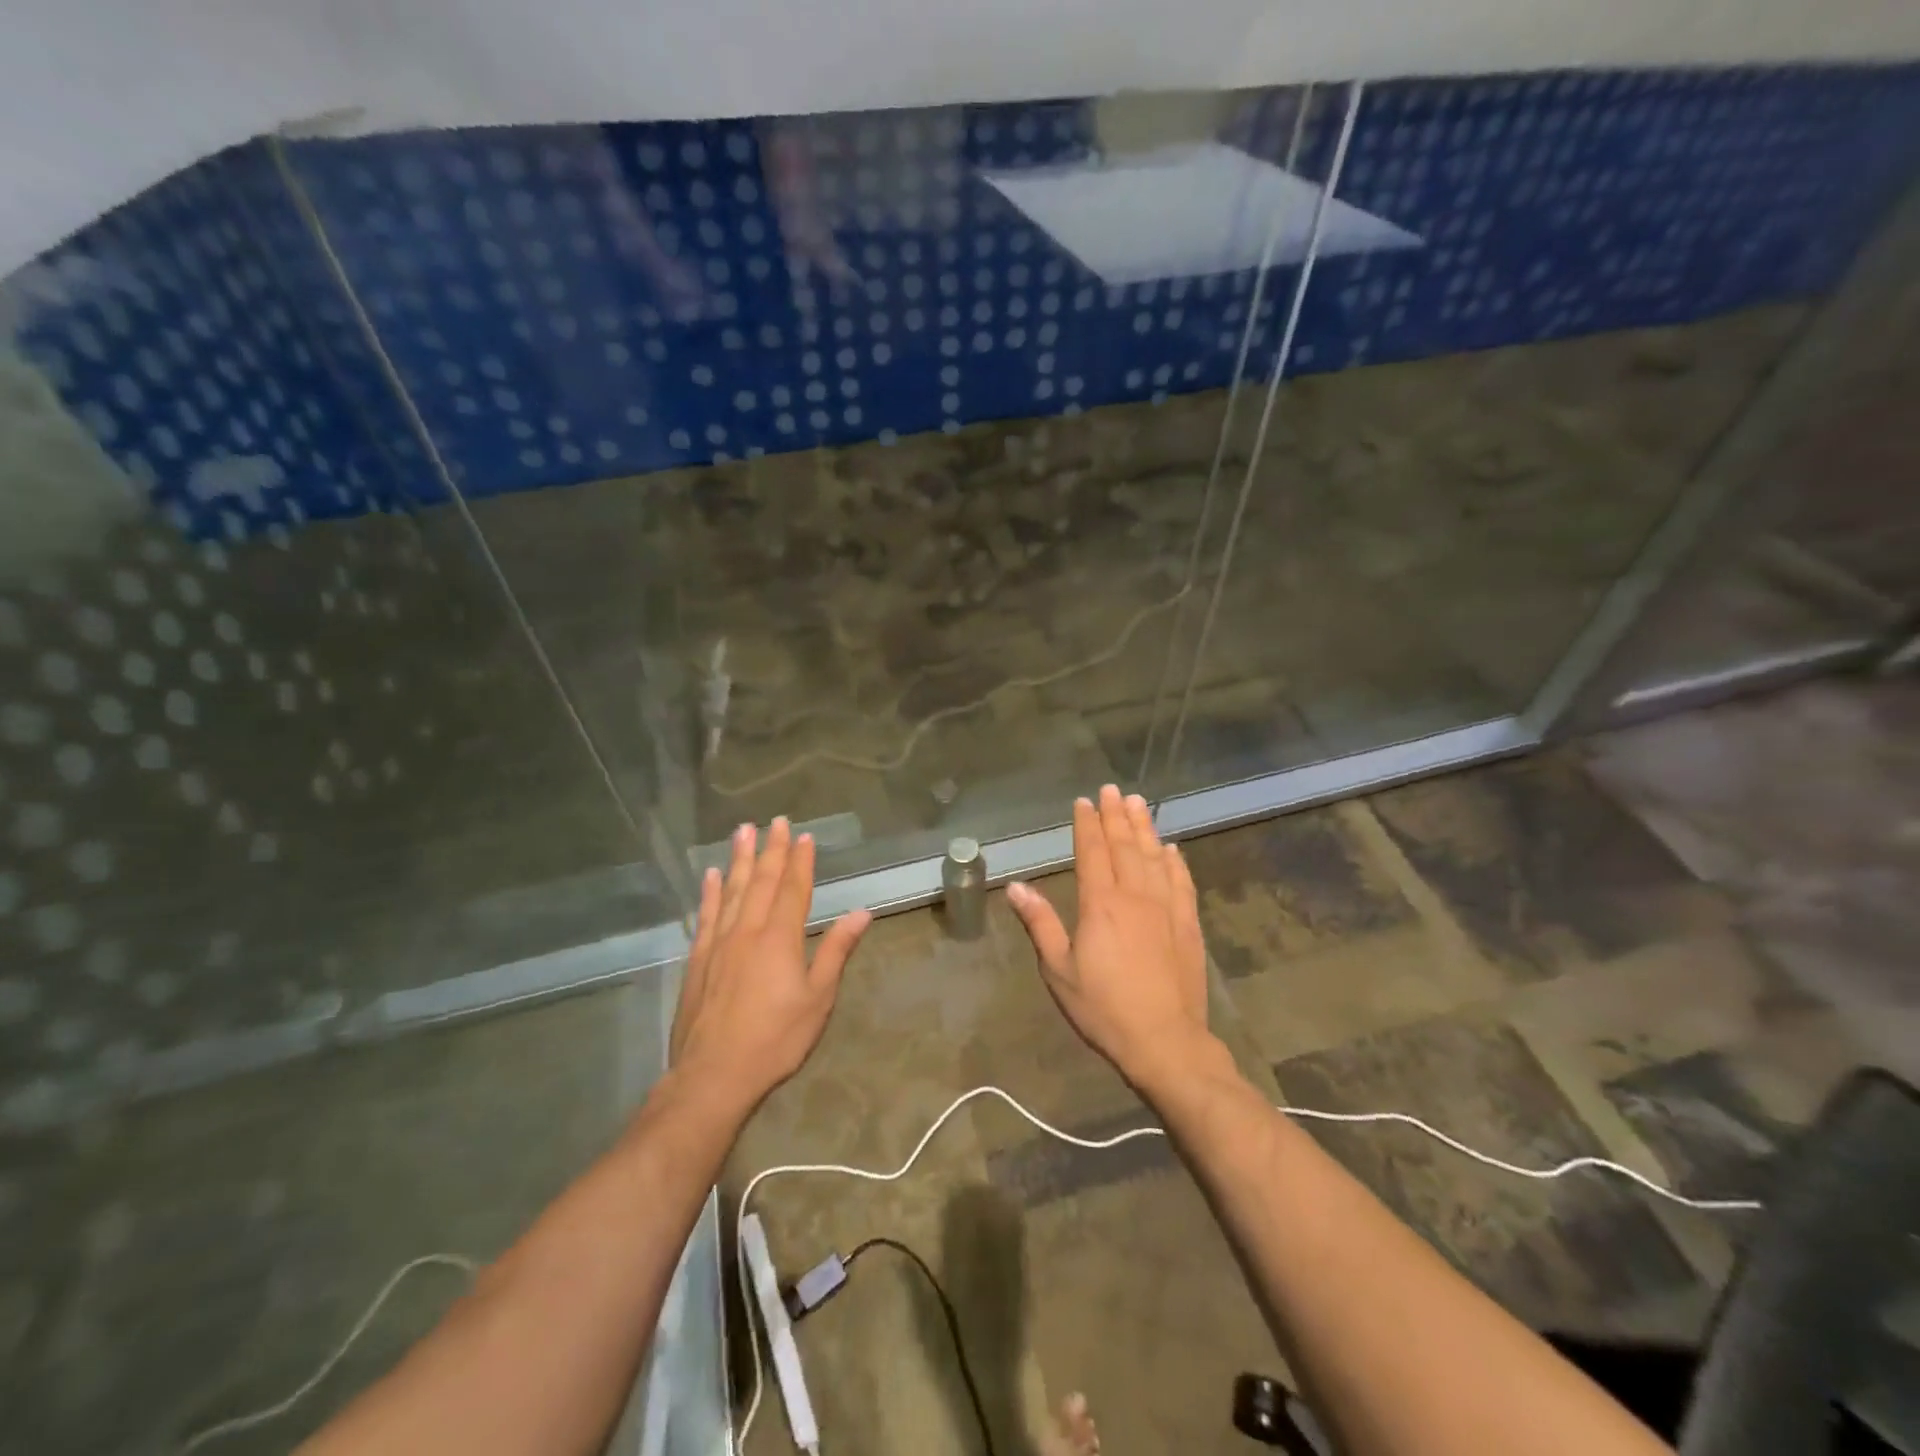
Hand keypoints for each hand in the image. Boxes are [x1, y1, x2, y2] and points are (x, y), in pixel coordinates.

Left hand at [670, 818, 870, 1109]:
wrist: (713, 1076)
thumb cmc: (775, 1039)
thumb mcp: (818, 999)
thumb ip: (837, 951)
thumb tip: (862, 912)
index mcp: (780, 938)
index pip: (794, 888)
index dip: (800, 860)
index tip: (804, 835)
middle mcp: (748, 930)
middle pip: (763, 881)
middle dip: (772, 849)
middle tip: (776, 820)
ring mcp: (719, 943)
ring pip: (732, 890)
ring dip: (740, 859)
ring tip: (743, 831)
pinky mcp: (698, 960)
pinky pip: (706, 915)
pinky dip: (710, 892)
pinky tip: (711, 875)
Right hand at [1005, 785, 1214, 1091]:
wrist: (1165, 1042)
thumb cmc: (1103, 1008)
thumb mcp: (1059, 970)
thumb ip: (1040, 924)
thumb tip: (1016, 887)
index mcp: (1100, 904)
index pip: (1092, 852)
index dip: (1087, 824)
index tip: (1083, 801)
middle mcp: (1135, 896)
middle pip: (1125, 846)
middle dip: (1116, 815)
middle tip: (1111, 789)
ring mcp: (1166, 908)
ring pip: (1154, 857)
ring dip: (1145, 828)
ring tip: (1138, 803)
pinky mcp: (1188, 925)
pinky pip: (1182, 882)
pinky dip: (1176, 862)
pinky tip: (1172, 849)